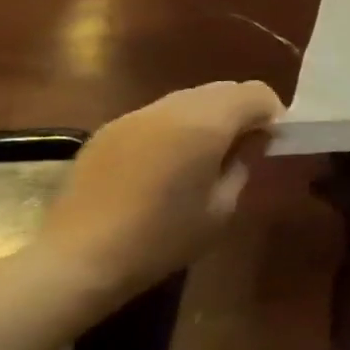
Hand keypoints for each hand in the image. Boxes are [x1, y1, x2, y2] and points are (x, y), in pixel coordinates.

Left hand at [31, 80, 283, 308]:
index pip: (256, 93)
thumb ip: (244, 163)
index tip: (271, 144)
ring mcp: (136, 115)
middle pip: (224, 89)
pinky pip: (159, 115)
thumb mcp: (223, 207)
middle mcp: (172, 107)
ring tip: (205, 156)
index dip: (272, 114)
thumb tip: (253, 140)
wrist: (77, 260)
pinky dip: (176, 127)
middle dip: (242, 111)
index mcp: (206, 123)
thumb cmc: (162, 238)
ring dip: (209, 117)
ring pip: (190, 99)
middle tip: (244, 149)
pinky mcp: (109, 130)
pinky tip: (166, 165)